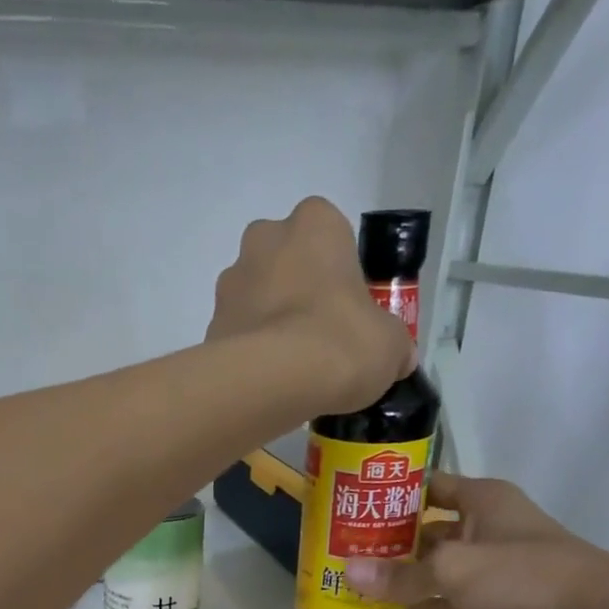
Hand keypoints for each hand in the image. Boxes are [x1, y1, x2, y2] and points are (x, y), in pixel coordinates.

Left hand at [208, 197, 413, 415]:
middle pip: (285, 262)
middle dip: (297, 292)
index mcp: (314, 223)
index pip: (330, 234)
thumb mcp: (389, 345)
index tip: (347, 309)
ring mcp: (230, 284)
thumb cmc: (339, 342)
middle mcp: (264, 240)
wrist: (272, 382)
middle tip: (318, 337)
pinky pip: (236, 337)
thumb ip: (393, 344)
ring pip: (255, 299)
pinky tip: (266, 384)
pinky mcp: (209, 327)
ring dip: (269, 324)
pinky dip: (248, 355)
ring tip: (290, 370)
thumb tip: (399, 358)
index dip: (340, 273)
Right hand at [344, 475, 608, 608]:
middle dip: (384, 540)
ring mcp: (486, 566)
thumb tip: (348, 573)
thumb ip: (402, 574)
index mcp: (480, 500)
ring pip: (431, 567)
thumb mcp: (457, 569)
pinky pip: (443, 598)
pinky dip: (419, 603)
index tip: (346, 505)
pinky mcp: (490, 600)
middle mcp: (481, 527)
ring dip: (398, 575)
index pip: (424, 486)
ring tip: (348, 582)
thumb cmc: (528, 575)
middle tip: (336, 551)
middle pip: (422, 529)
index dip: (388, 493)